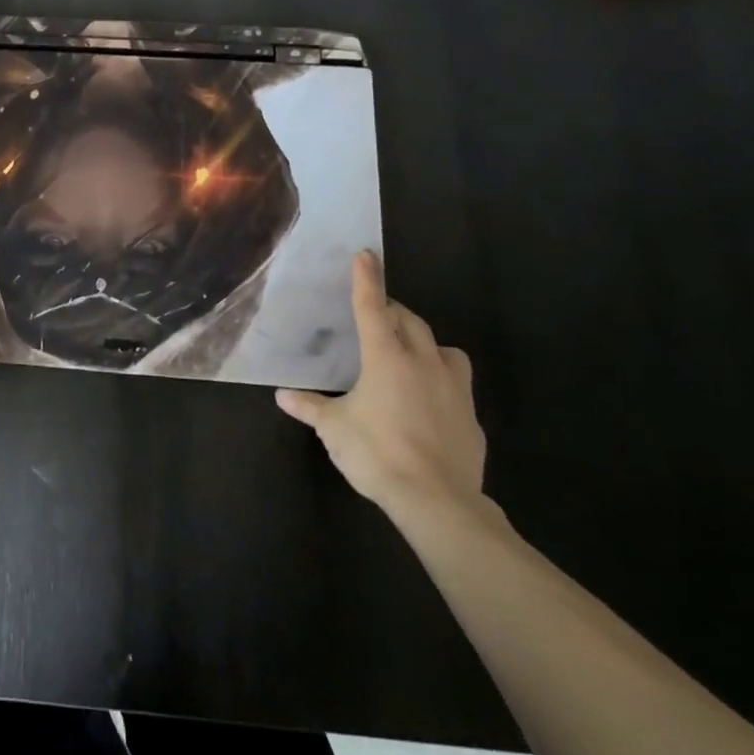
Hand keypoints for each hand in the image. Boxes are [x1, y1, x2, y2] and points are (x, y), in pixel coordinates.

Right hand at [275, 250, 485, 520]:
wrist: (437, 500)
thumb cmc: (376, 453)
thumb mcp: (334, 429)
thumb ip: (310, 407)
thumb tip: (283, 396)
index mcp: (385, 358)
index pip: (372, 307)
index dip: (366, 280)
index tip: (366, 254)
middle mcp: (423, 362)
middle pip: (410, 321)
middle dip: (392, 310)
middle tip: (376, 314)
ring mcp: (453, 388)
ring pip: (444, 348)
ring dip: (425, 342)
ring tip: (410, 353)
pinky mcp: (470, 415)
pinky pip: (456, 384)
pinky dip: (441, 379)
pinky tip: (428, 400)